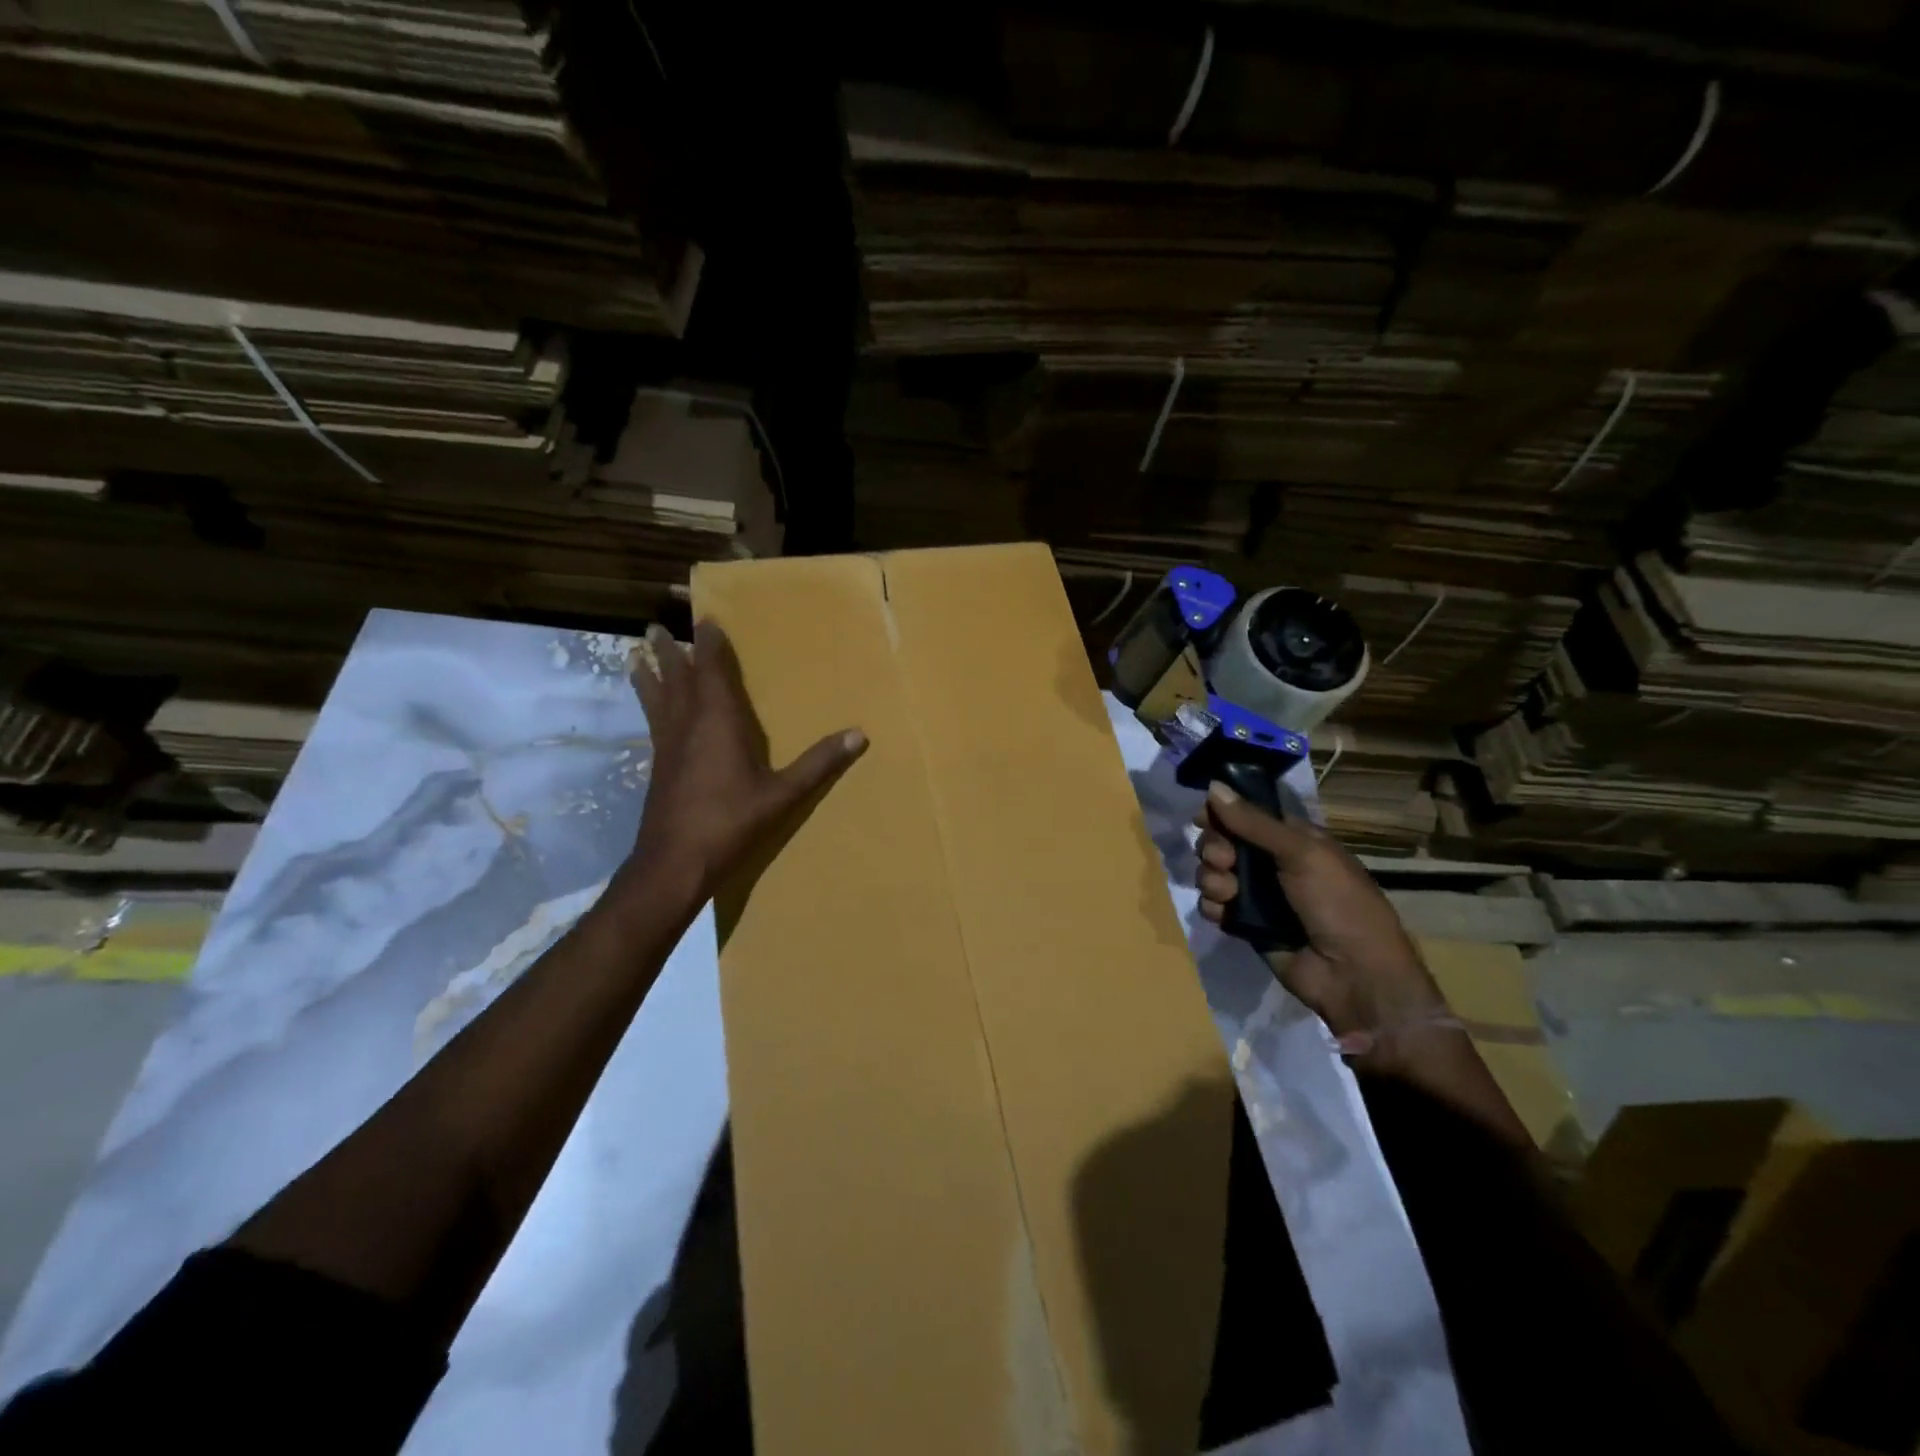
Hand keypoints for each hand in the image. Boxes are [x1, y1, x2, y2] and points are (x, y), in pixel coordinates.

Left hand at [627, 621, 865, 903]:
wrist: (674, 863)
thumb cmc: (730, 823)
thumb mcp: (782, 795)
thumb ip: (819, 763)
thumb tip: (859, 735)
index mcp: (717, 722)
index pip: (710, 670)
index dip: (708, 644)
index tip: (706, 619)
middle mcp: (687, 725)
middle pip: (675, 678)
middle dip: (669, 652)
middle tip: (656, 628)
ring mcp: (667, 746)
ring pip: (655, 698)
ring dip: (648, 674)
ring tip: (636, 654)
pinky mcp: (658, 766)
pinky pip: (653, 720)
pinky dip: (648, 703)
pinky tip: (652, 710)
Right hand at [1194, 783, 1444, 1061]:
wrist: (1353, 976)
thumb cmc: (1338, 904)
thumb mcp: (1302, 854)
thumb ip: (1254, 823)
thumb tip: (1212, 787)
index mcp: (1293, 839)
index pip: (1246, 814)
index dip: (1222, 813)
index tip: (1204, 817)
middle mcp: (1272, 863)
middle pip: (1222, 841)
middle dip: (1214, 848)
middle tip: (1224, 860)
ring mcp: (1257, 895)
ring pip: (1213, 873)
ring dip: (1212, 879)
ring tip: (1230, 894)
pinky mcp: (1245, 924)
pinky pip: (1214, 905)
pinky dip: (1215, 907)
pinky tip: (1227, 915)